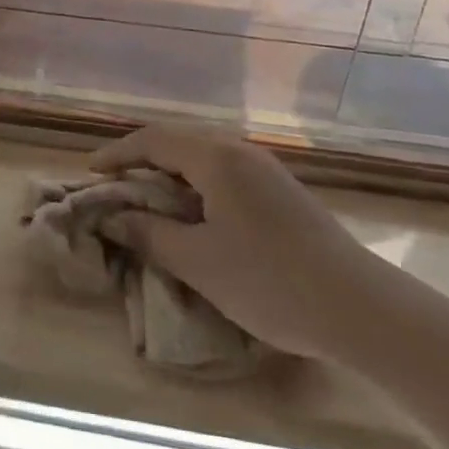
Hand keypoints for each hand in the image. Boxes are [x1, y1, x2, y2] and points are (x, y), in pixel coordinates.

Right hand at [91, 128, 371, 359]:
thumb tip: (112, 218)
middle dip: (141, 163)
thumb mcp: (199, 262)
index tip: (89, 174)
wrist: (360, 308)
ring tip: (147, 205)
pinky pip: (224, 175)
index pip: (153, 140)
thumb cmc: (270, 281)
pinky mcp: (281, 192)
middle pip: (178, 144)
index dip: (117, 154)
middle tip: (113, 190)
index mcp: (216, 158)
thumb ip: (150, 234)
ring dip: (169, 177)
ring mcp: (264, 170)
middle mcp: (239, 151)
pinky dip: (195, 188)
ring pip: (202, 160)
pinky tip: (193, 218)